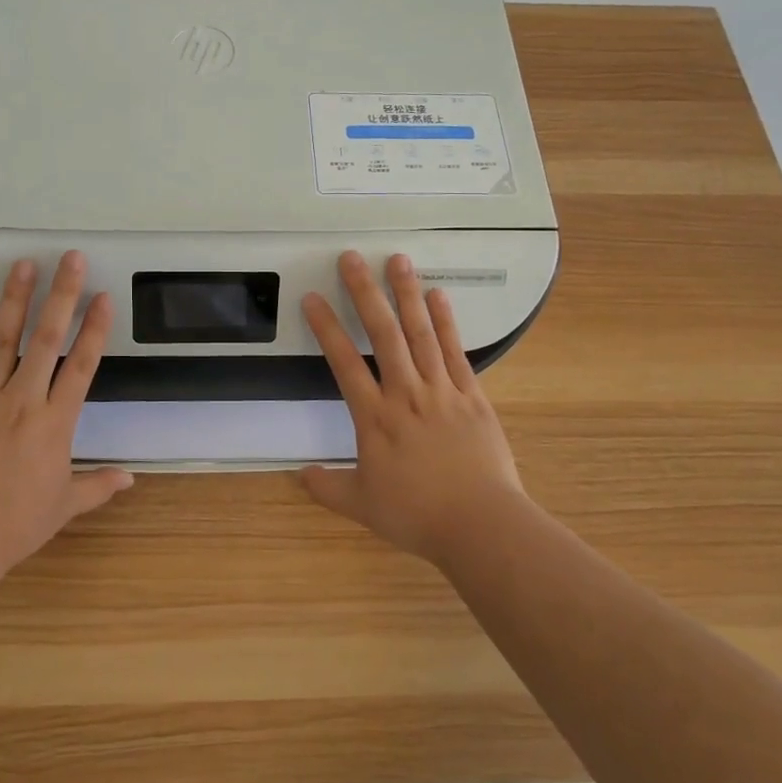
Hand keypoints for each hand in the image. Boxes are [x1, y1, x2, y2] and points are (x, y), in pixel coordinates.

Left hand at [0, 252, 131, 592]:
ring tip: (24, 265)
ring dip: (15, 299)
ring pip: (3, 339)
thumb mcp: (63, 507)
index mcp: (55, 423)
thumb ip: (98, 485)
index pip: (82, 365)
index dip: (95, 329)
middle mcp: (23, 400)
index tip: (104, 297)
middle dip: (61, 295)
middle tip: (69, 258)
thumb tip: (131, 477)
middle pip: (47, 338)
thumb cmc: (13, 526)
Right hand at [300, 250, 528, 565]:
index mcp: (375, 418)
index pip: (344, 363)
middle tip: (352, 258)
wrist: (481, 525)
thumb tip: (300, 475)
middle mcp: (406, 394)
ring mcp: (442, 391)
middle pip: (383, 334)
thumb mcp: (363, 506)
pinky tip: (438, 296)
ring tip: (398, 260)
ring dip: (407, 294)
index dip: (326, 328)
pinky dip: (447, 322)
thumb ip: (328, 487)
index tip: (312, 298)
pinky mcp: (472, 396)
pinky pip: (456, 352)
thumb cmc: (418, 515)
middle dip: (365, 292)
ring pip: (421, 334)